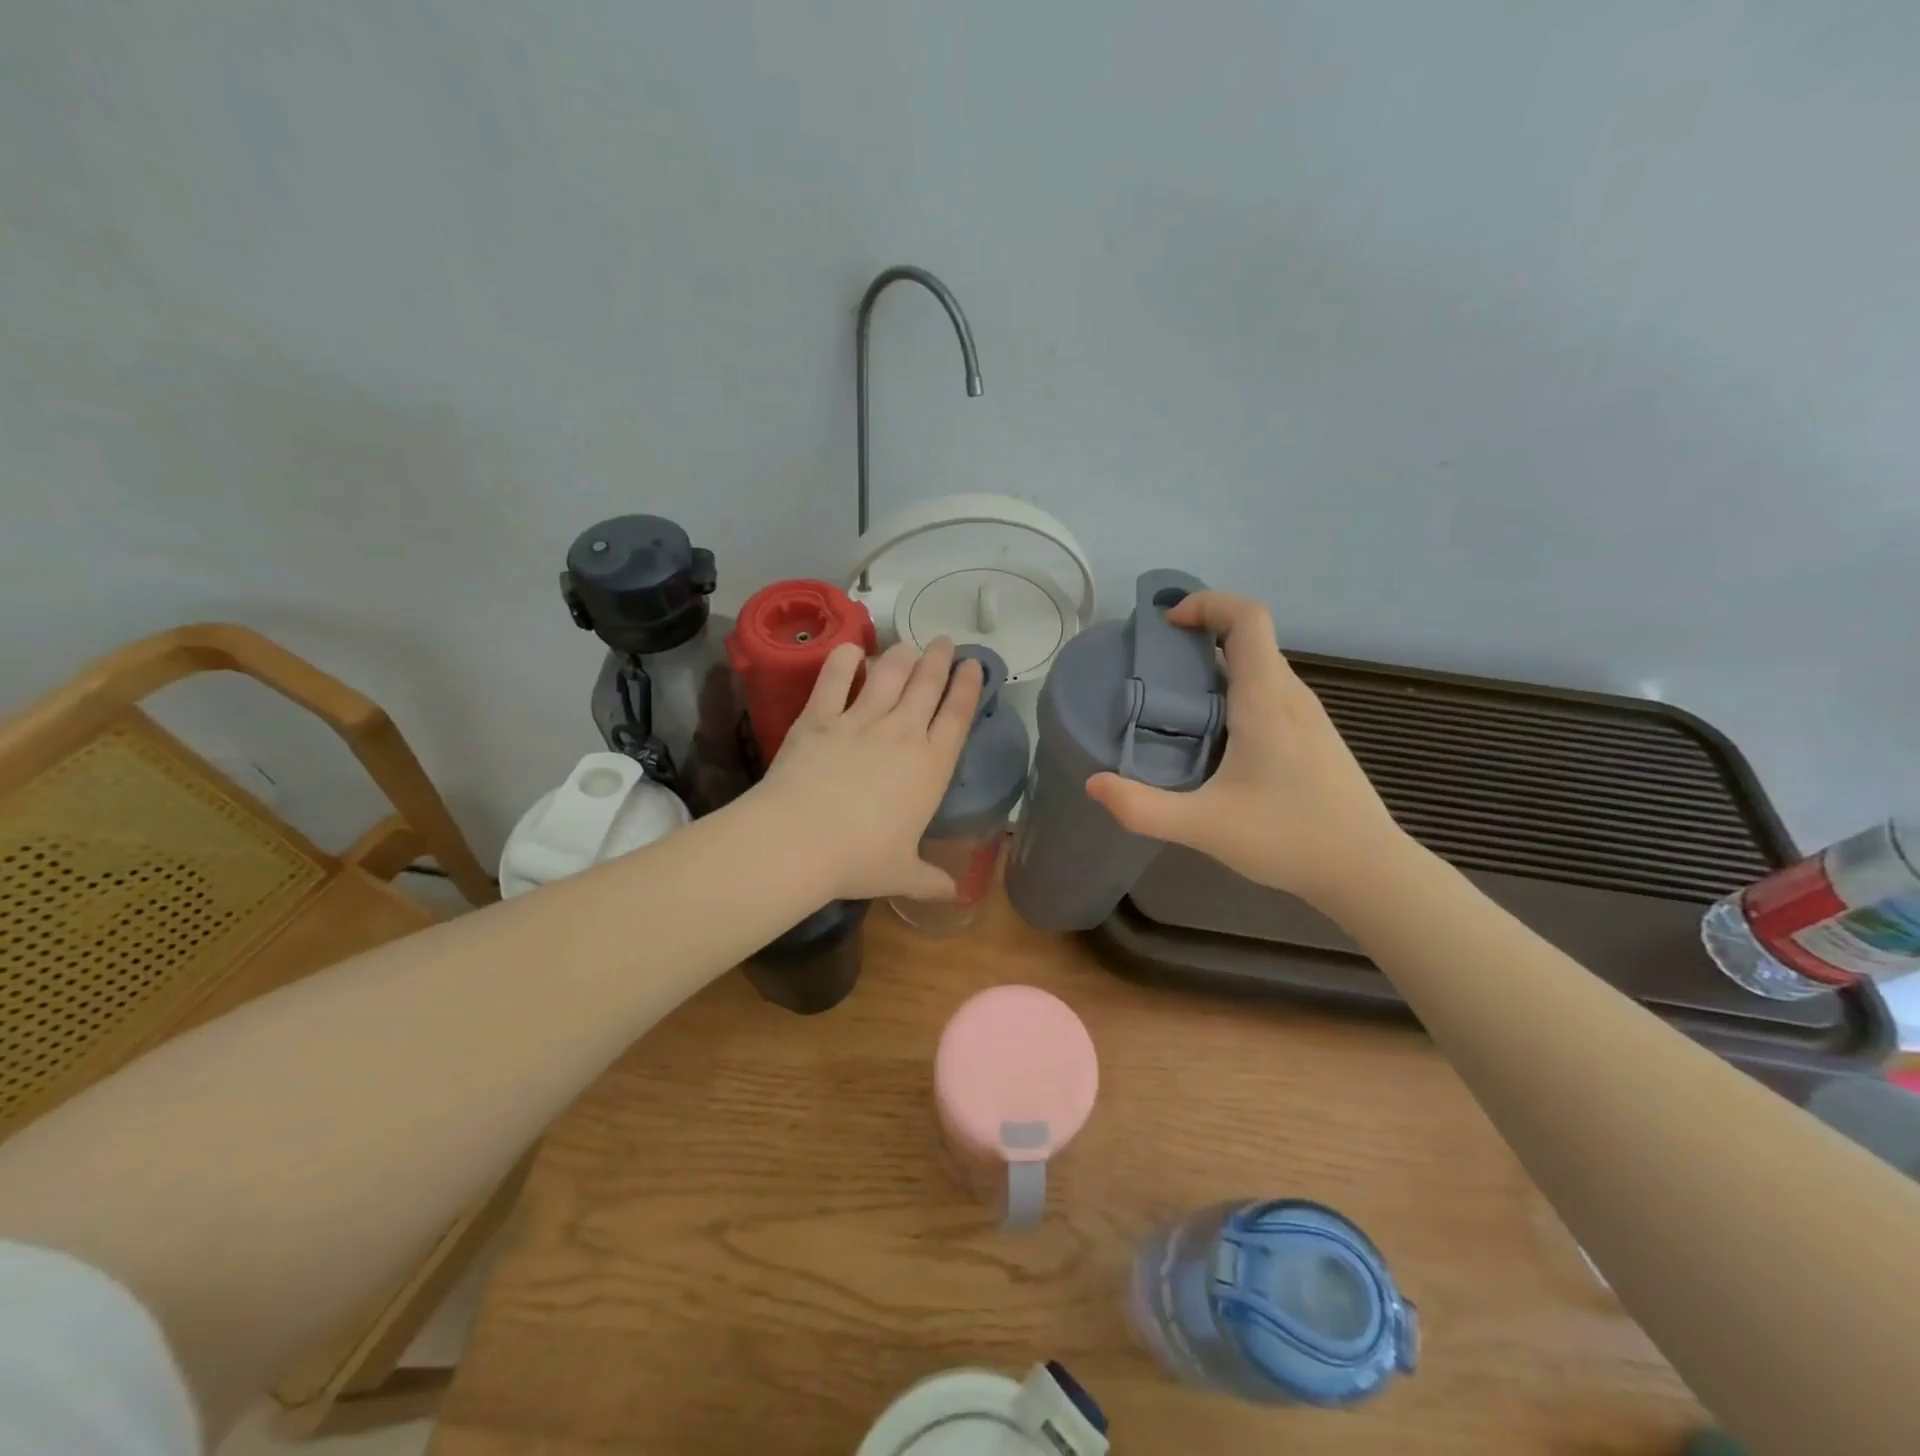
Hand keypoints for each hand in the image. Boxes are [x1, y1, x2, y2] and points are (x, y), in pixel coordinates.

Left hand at [757, 637, 982, 902]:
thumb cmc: (858, 860)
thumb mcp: (902, 874)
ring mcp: (859, 720)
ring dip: (902, 655)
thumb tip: (954, 895)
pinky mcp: (819, 716)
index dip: (968, 687)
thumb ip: (930, 880)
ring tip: (908, 645)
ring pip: (888, 674)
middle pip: (927, 685)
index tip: (973, 665)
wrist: (798, 841)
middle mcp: (901, 733)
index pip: (957, 716)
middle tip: (944, 641)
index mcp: (930, 767)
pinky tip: (851, 649)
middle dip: (939, 659)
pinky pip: (834, 678)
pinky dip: (844, 659)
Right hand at [1085, 592, 1403, 910]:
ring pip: (1260, 669)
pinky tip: (1215, 741)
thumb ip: (1144, 808)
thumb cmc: (1290, 837)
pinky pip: (1270, 695)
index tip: (1166, 624)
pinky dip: (1236, 694)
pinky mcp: (1315, 739)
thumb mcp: (1205, 826)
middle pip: (1250, 639)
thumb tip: (1094, 784)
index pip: (1247, 618)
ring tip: (1175, 704)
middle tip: (1154, 669)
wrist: (1368, 870)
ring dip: (1217, 669)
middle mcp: (1292, 696)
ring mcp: (1309, 717)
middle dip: (1199, 637)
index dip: (1207, 603)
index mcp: (1267, 700)